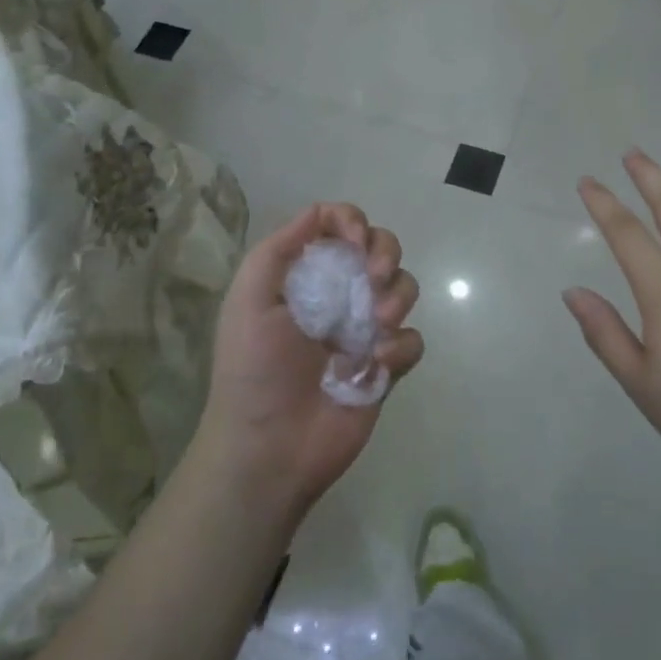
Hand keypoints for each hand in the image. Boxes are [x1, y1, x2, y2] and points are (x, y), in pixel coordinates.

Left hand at [194, 203, 422, 524]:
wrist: (268, 448)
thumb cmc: (253, 369)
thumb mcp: (249, 299)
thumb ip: (278, 249)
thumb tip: (318, 211)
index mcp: (306, 275)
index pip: (338, 225)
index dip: (352, 221)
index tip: (355, 241)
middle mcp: (339, 294)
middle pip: (381, 247)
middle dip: (385, 252)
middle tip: (373, 277)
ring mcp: (364, 330)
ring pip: (404, 288)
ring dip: (397, 297)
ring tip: (376, 326)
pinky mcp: (385, 367)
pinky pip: (411, 340)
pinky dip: (400, 347)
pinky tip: (375, 366)